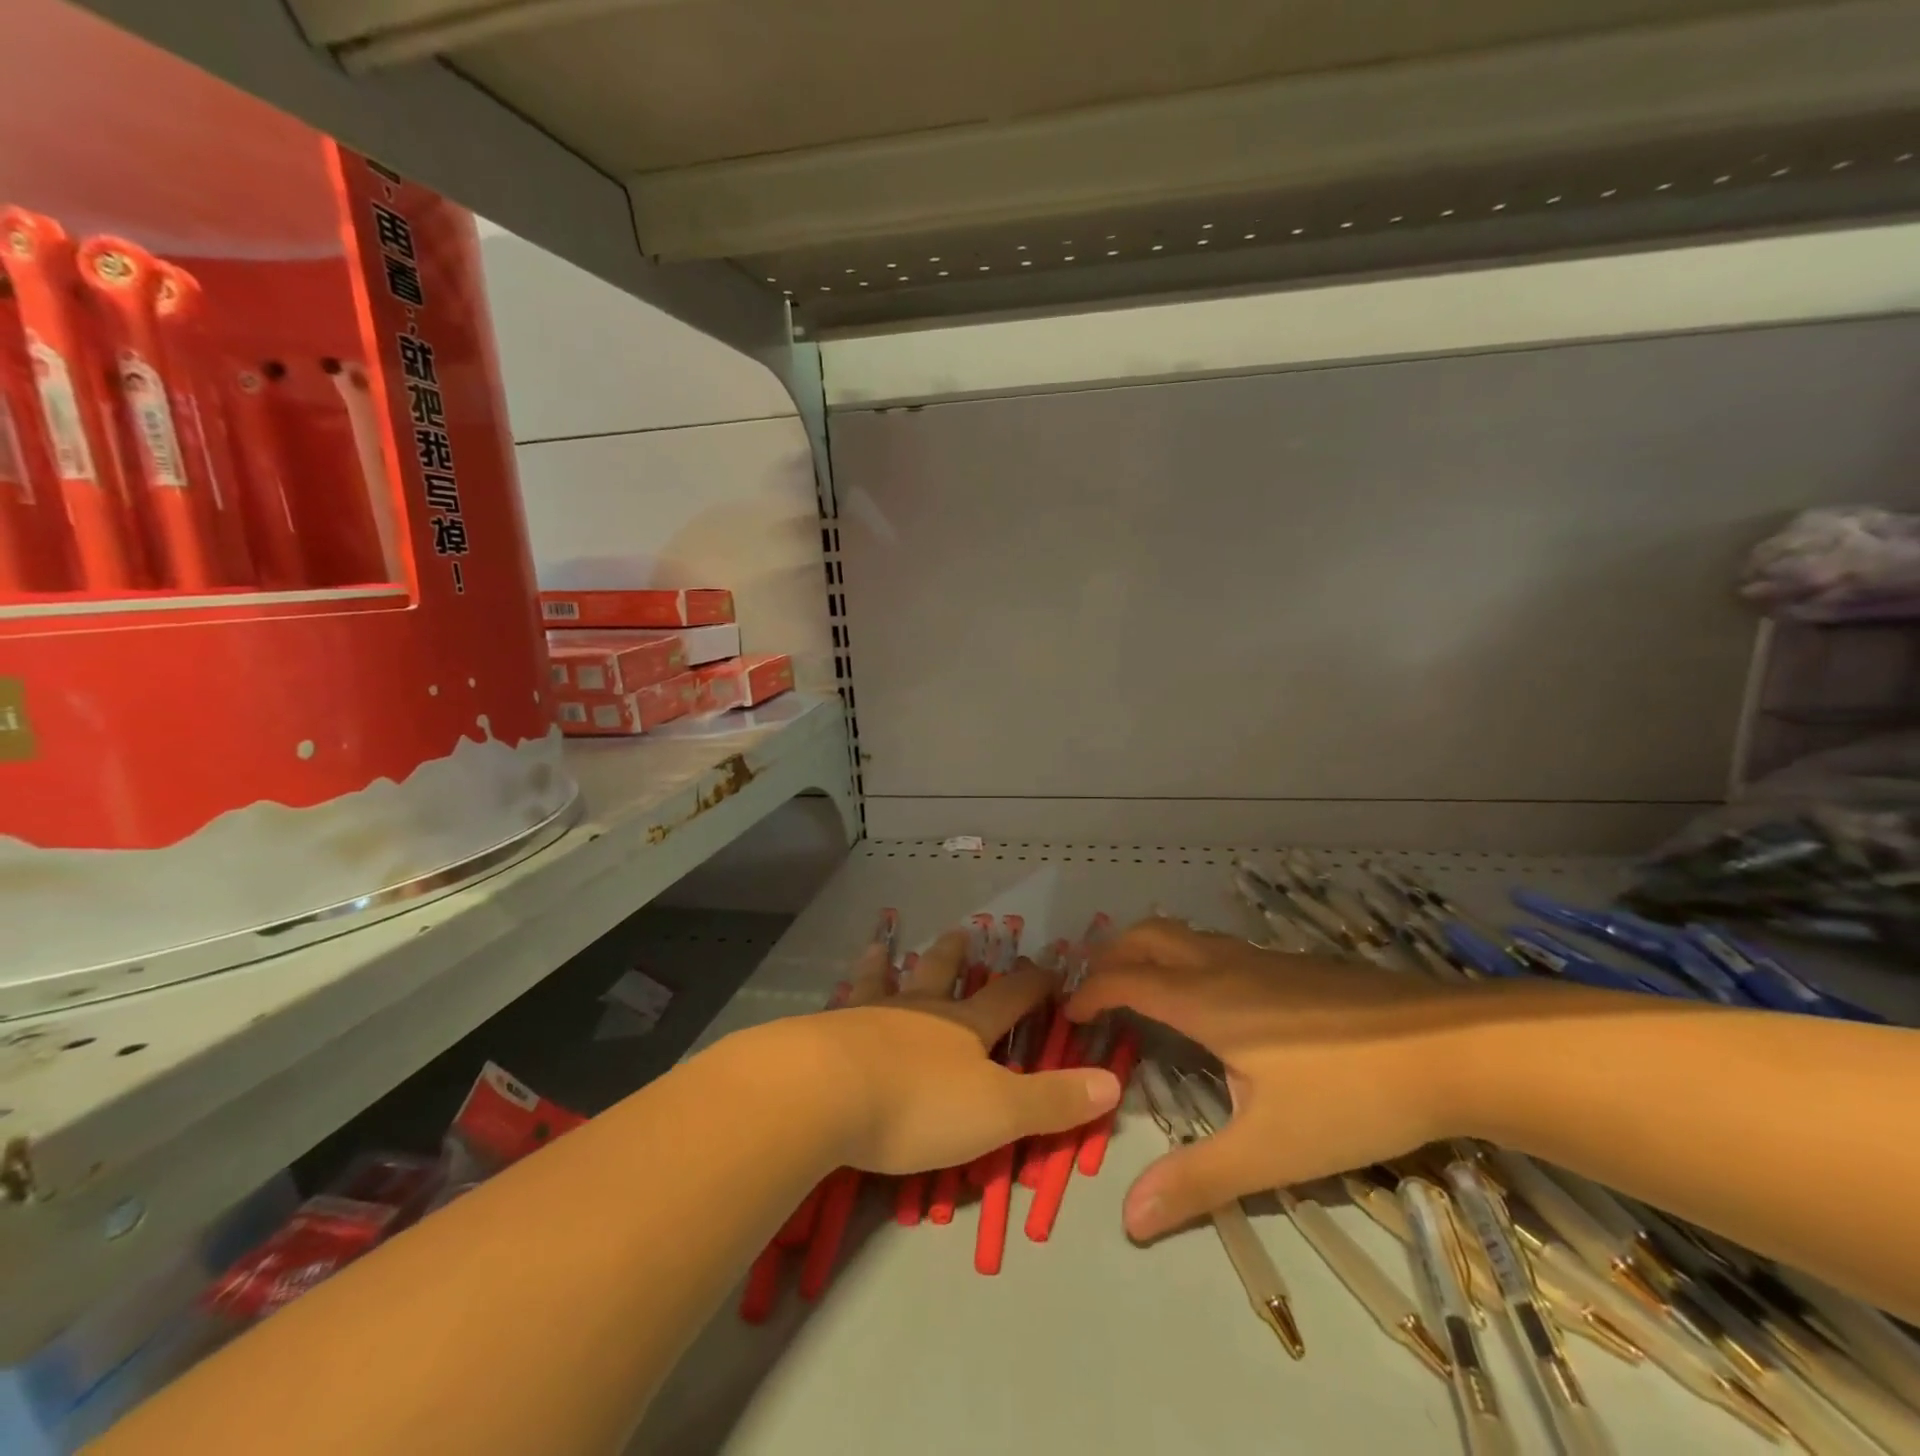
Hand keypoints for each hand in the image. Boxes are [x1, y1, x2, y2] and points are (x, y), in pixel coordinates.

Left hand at [793, 928, 1120, 1176]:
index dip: (1033, 983)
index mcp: (964, 1028)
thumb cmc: (919, 1105)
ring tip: (885, 946)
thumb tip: (1113, 1083)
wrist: (826, 1092)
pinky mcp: (829, 1031)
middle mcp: (920, 1011)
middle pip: (942, 976)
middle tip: (961, 933)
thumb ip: (1052, 1100)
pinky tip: (834, 995)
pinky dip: (845, 992)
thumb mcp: (997, 1112)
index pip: (1010, 998)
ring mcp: (871, 1015)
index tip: (1050, 966)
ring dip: (892, 964)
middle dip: (955, 958)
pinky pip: (842, 1004)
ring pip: (888, 981)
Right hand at [1066, 918, 1480, 1240]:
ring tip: (1142, 989)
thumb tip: (1128, 1217)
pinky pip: (1216, 947)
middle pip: (1147, 936)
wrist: (1450, 1047)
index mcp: (1204, 1001)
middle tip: (1093, 990)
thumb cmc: (1349, 1095)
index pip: (1125, 980)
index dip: (1089, 993)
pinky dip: (1185, 958)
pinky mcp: (1294, 964)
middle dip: (1110, 954)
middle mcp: (1223, 967)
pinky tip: (1214, 1001)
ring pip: (1184, 935)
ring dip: (1148, 951)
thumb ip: (1198, 1180)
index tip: (1068, 1014)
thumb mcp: (1271, 1150)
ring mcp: (1262, 959)